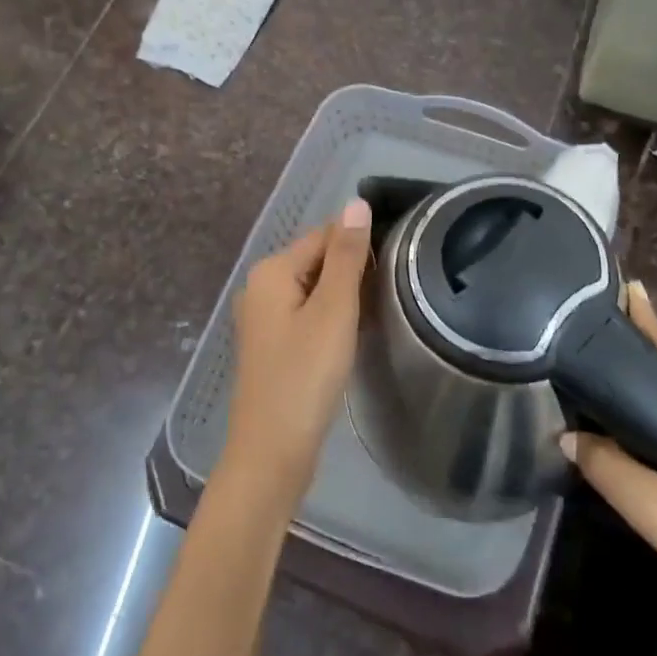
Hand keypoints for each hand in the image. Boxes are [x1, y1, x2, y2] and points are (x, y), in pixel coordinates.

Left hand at [221, 199, 373, 512]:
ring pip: (313, 291)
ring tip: (378, 311)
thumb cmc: (305, 376)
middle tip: (390, 292)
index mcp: (271, 272)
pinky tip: (353, 335)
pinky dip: (330, 319)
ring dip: (344, 297)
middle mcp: (260, 288)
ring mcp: (263, 320)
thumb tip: (356, 203)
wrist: (272, 452)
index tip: (395, 262)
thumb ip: (346, 256)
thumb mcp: (333, 310)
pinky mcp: (272, 347)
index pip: (323, 235)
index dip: (359, 245)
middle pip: (316, 261)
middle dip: (352, 270)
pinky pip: (306, 316)